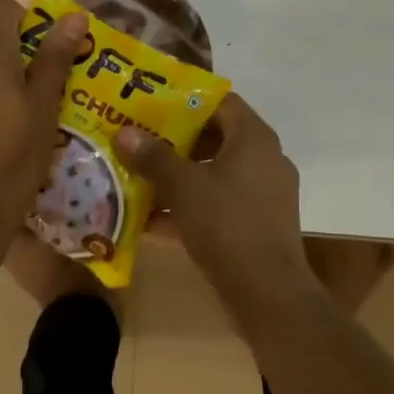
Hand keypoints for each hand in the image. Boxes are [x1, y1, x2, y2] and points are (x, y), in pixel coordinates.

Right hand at [115, 95, 312, 311]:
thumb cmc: (227, 224)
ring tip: (140, 177)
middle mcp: (265, 159)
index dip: (185, 99)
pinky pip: (220, 204)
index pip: (220, 101)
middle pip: (216, 137)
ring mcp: (265, 194)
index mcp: (254, 138)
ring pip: (216, 173)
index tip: (152, 104)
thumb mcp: (183, 187)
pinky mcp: (259, 224)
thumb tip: (124, 132)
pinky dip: (191, 206)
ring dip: (180, 176)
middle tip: (140, 139)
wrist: (268, 294)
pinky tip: (153, 220)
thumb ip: (154, 157)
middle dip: (176, 140)